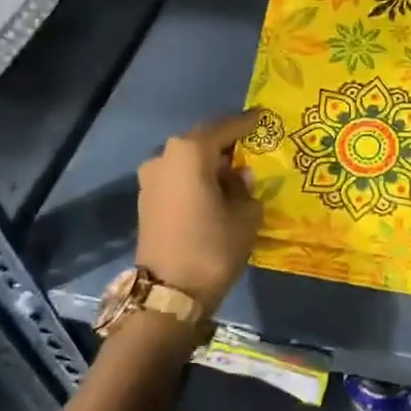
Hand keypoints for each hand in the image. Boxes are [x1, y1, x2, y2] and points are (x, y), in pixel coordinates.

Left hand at [136, 109, 263, 321]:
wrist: (169, 293)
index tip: (264, 116)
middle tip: (252, 145)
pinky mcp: (146, 199)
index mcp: (190, 152)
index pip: (225, 128)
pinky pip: (178, 178)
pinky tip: (214, 189)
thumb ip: (245, 188)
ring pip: (187, 160)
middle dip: (227, 142)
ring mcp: (151, 178)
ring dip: (209, 162)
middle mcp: (165, 156)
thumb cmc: (213, 247)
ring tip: (234, 171)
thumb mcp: (245, 215)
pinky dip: (195, 178)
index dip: (247, 123)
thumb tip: (238, 177)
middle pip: (202, 141)